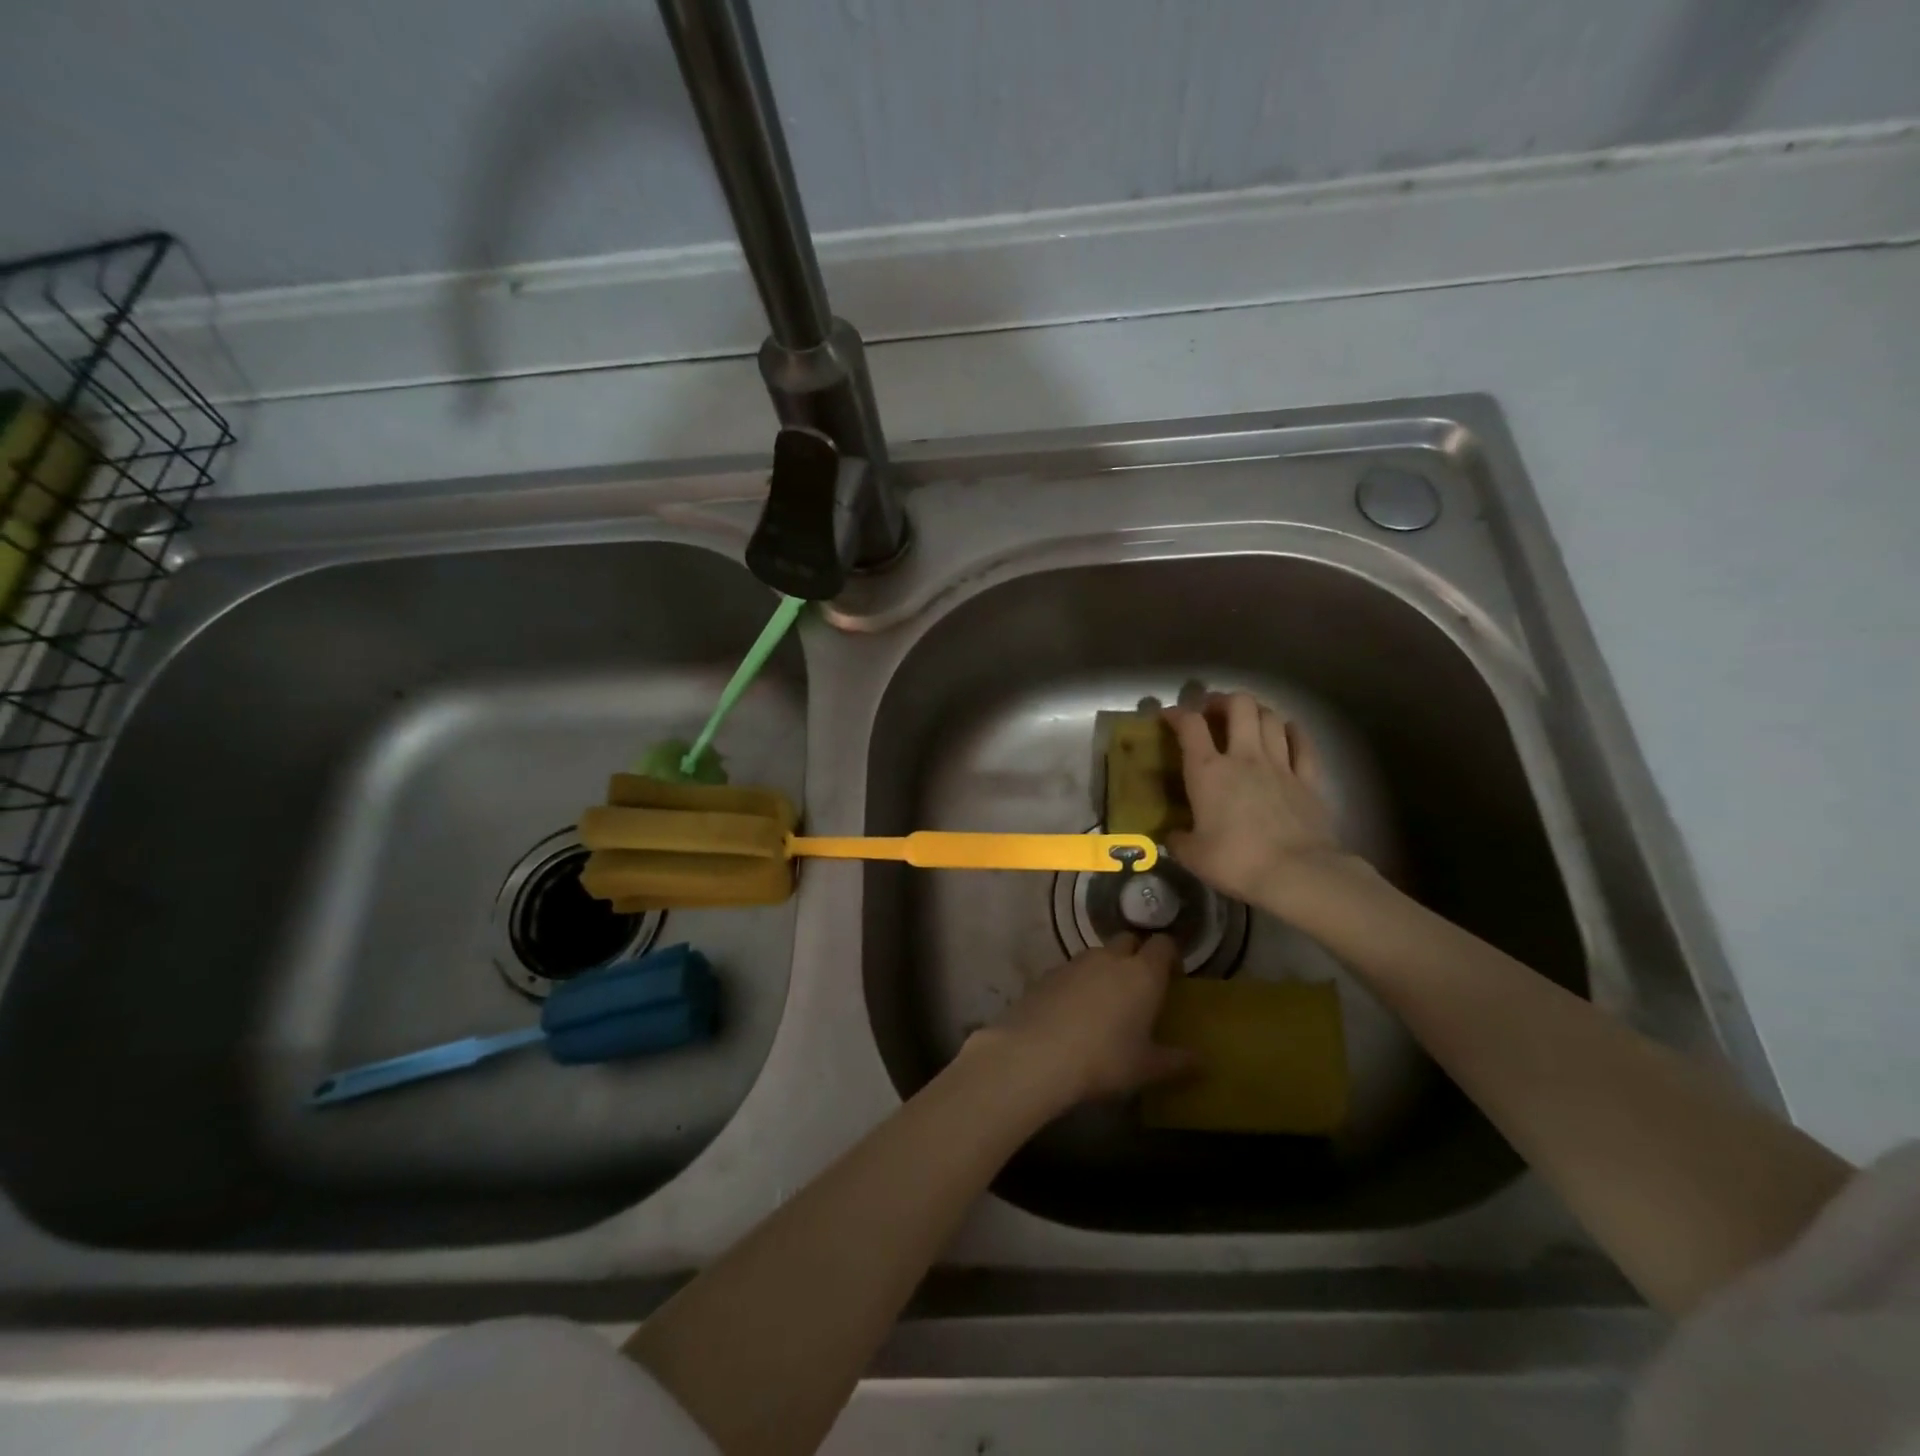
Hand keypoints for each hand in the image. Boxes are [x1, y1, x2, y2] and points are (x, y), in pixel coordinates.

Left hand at [974, 933, 1193, 1104]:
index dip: (1170, 955)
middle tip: (1139, 987)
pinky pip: (1071, 970)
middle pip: (1128, 941)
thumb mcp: (1147, 1067)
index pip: (1163, 944)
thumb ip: (1177, 1061)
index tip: (1173, 976)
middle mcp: (1110, 958)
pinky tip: (1073, 1011)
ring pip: (1098, 955)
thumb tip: (1203, 1061)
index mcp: (1143, 973)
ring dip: (1105, 969)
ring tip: (1106, 1002)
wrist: (1036, 1053)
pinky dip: (1078, 983)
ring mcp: (1075, 962)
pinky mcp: (1047, 973)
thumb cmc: (1104, 1059)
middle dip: (1136, 956)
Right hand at [1162, 692, 1345, 908]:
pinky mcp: (1309, 779)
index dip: (1177, 714)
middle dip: (1223, 701)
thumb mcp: (1193, 855)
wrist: (1297, 873)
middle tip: (1213, 712)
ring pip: (1271, 718)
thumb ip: (1178, 840)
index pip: (1190, 725)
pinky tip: (1288, 731)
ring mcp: (1280, 764)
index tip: (1169, 716)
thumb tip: (1171, 835)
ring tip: (1248, 721)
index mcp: (1208, 771)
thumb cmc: (1236, 861)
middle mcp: (1244, 756)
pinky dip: (1294, 732)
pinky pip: (1303, 743)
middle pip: (1238, 705)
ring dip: (1257, 712)